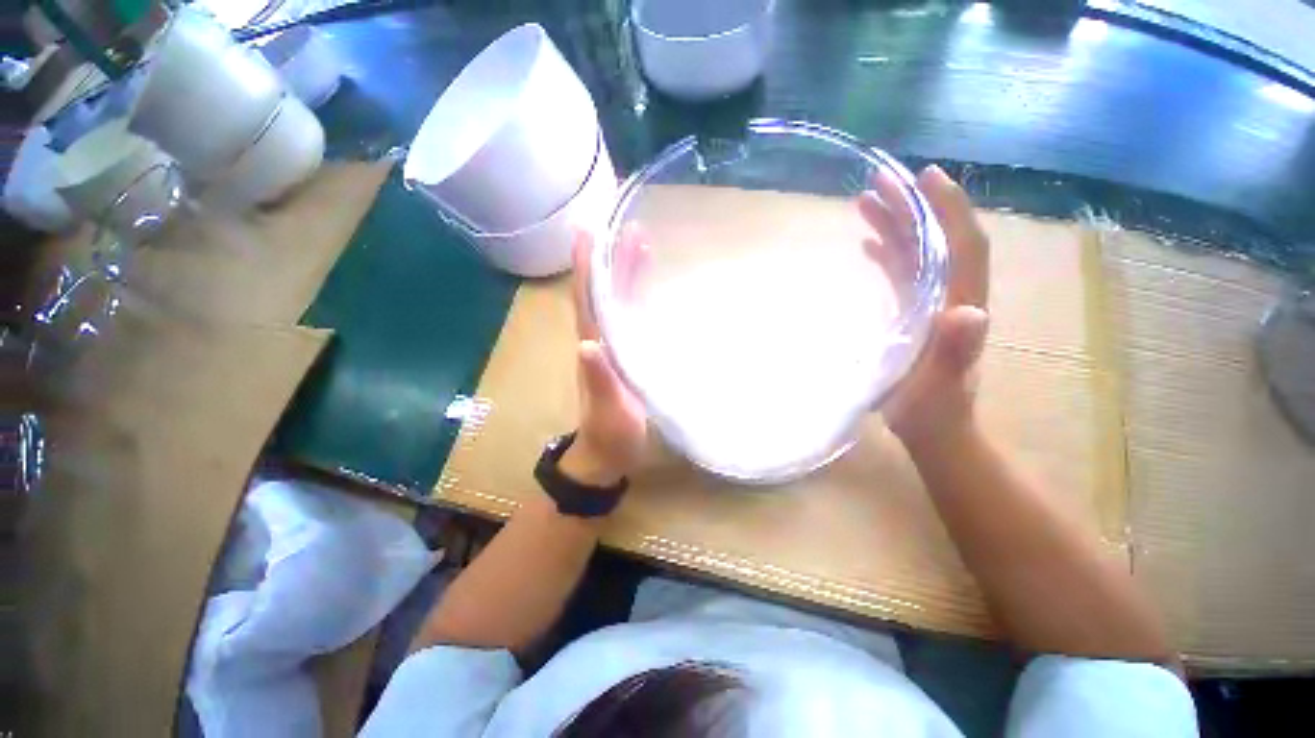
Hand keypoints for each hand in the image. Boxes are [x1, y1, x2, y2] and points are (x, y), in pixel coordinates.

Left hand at [562, 229, 648, 485]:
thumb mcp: (606, 409)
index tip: (588, 232)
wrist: (609, 453)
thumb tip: (587, 343)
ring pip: (619, 303)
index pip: (586, 300)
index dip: (587, 268)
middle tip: (632, 230)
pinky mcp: (629, 357)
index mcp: (593, 348)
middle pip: (606, 294)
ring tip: (644, 246)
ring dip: (629, 275)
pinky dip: (640, 299)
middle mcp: (601, 340)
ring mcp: (616, 348)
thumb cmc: (609, 433)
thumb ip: (599, 379)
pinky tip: (651, 288)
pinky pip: (632, 320)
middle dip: (616, 261)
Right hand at [859, 165, 990, 449]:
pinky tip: (870, 245)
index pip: (963, 245)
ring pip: (917, 253)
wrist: (934, 430)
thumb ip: (957, 352)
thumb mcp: (941, 386)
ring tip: (867, 202)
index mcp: (960, 304)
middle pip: (935, 241)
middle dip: (912, 208)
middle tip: (881, 181)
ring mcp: (931, 303)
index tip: (924, 177)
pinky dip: (889, 254)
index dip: (947, 210)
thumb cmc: (933, 411)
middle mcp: (950, 295)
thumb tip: (969, 311)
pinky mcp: (914, 314)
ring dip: (895, 226)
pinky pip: (903, 274)